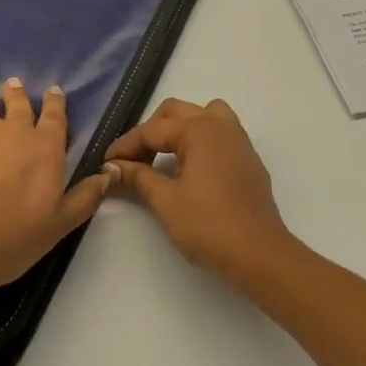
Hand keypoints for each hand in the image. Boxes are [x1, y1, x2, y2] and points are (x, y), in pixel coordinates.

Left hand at [0, 79, 111, 298]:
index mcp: (46, 148)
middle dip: (19, 94)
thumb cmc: (9, 238)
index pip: (55, 116)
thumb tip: (108, 174)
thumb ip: (84, 198)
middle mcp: (14, 131)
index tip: (54, 91)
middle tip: (16, 84)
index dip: (55, 102)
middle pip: (19, 104)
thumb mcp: (58, 226)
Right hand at [104, 98, 294, 286]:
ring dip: (179, 128)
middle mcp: (219, 124)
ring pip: (202, 115)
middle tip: (132, 161)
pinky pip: (219, 132)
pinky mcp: (247, 158)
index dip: (125, 146)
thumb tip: (113, 166)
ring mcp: (238, 139)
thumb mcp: (165, 201)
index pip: (151, 130)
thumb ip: (137, 177)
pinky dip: (199, 140)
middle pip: (176, 112)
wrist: (258, 253)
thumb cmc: (208, 225)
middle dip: (150, 132)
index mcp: (198, 129)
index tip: (106, 163)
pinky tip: (189, 168)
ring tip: (163, 156)